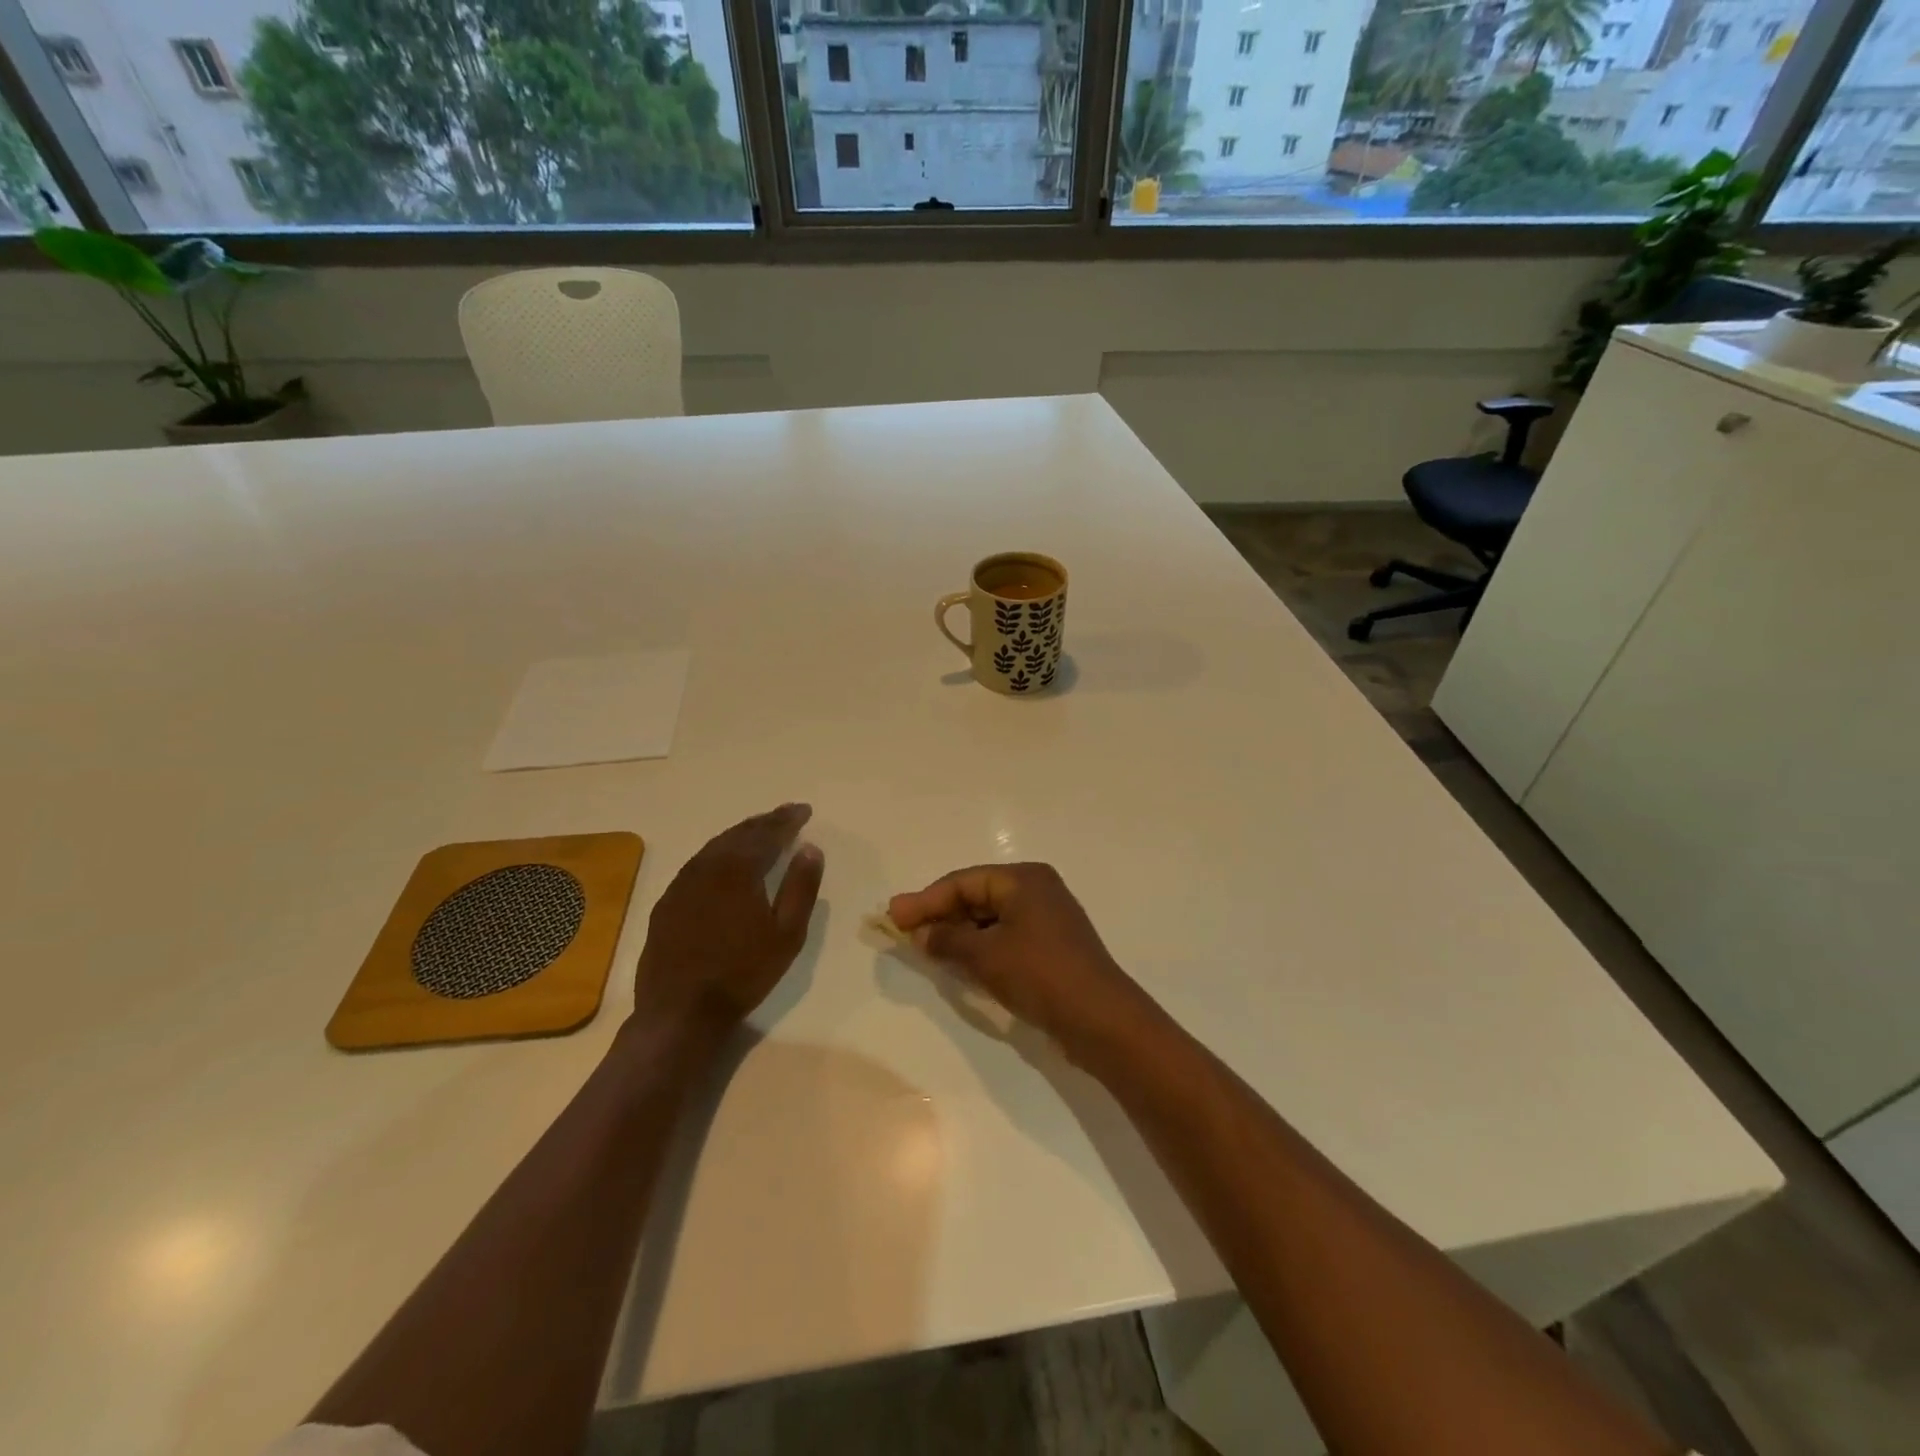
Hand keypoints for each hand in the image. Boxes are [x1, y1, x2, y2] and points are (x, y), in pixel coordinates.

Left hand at [632, 803, 824, 1041]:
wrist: (680, 1011)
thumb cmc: (743, 973)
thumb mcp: (787, 934)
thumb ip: (801, 887)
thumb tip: (810, 848)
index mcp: (738, 870)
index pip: (767, 834)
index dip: (787, 820)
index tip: (804, 810)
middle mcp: (707, 867)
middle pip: (739, 834)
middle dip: (765, 822)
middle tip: (785, 815)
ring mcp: (682, 884)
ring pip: (715, 847)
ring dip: (740, 835)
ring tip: (759, 831)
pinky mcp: (667, 903)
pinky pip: (697, 864)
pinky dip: (718, 854)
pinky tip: (724, 862)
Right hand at [888, 863, 1138, 1047]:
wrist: (1100, 1018)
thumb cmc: (1039, 974)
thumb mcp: (986, 955)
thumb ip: (947, 938)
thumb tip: (920, 932)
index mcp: (1023, 879)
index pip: (963, 882)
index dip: (925, 900)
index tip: (892, 916)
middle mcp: (1036, 889)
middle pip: (976, 895)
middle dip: (940, 913)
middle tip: (902, 929)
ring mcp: (1046, 917)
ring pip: (990, 917)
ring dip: (958, 931)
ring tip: (923, 945)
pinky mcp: (1050, 944)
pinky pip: (1004, 935)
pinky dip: (979, 944)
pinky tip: (958, 960)